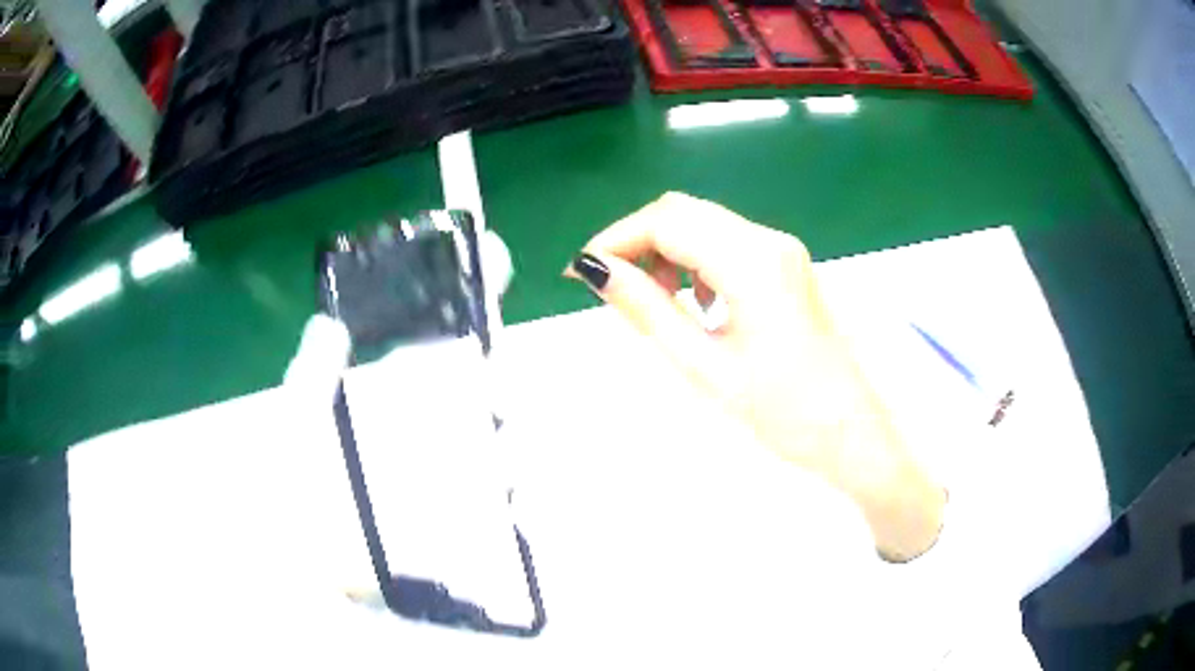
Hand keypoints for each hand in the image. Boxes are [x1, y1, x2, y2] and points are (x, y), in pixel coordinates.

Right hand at [567, 192, 944, 560]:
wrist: (851, 434)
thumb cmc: (782, 412)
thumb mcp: (703, 365)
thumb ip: (646, 309)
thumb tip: (595, 271)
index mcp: (752, 261)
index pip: (665, 221)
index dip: (615, 240)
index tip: (580, 273)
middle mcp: (769, 240)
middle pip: (684, 212)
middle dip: (637, 241)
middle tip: (611, 287)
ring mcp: (783, 250)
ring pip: (705, 224)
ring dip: (666, 251)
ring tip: (653, 301)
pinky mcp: (788, 266)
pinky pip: (728, 244)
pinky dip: (696, 261)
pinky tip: (695, 302)